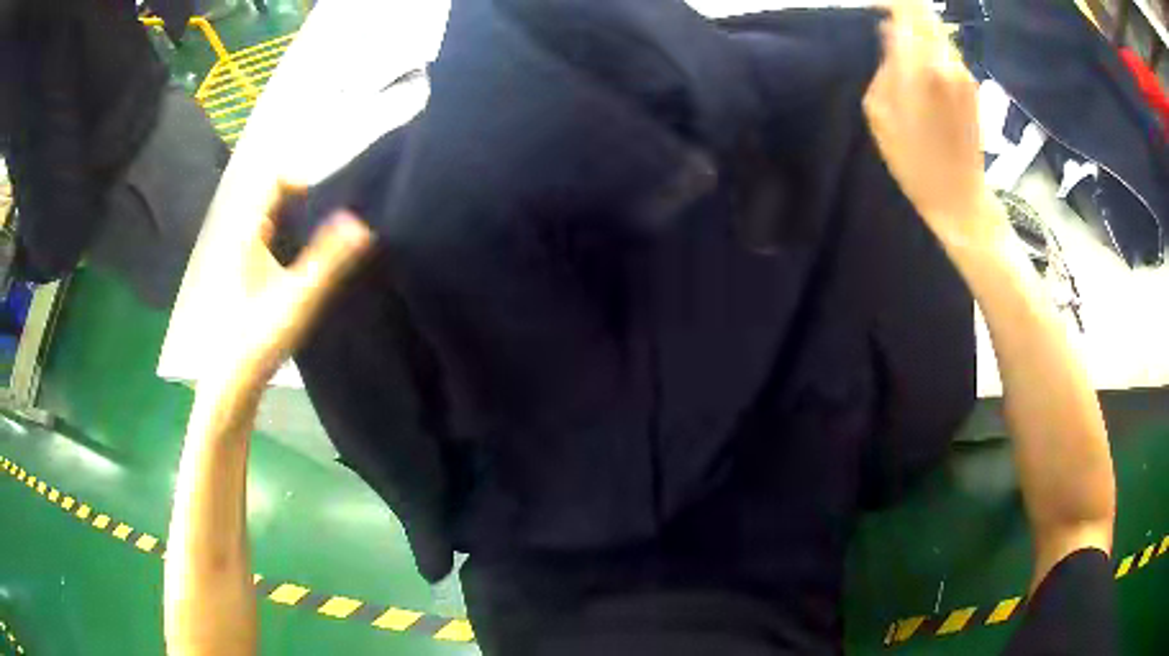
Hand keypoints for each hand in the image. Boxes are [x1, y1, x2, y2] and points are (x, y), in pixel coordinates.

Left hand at [209, 184, 373, 391]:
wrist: (234, 381)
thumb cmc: (260, 335)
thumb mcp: (300, 295)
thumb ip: (330, 259)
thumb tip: (362, 222)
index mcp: (251, 235)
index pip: (276, 183)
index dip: (305, 181)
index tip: (335, 195)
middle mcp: (247, 242)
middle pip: (279, 204)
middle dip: (312, 204)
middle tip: (344, 215)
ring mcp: (248, 263)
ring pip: (279, 228)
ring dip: (307, 227)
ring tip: (338, 240)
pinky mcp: (254, 284)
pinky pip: (279, 250)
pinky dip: (299, 248)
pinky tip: (318, 271)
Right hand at [863, 0, 1008, 250]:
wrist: (959, 196)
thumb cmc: (912, 161)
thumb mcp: (879, 112)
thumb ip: (884, 64)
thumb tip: (890, 34)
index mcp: (919, 65)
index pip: (905, 8)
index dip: (888, 2)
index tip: (874, 8)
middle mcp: (946, 60)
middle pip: (924, 13)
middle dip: (904, 10)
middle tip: (886, 21)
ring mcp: (963, 72)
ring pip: (937, 29)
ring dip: (919, 28)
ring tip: (902, 43)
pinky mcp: (973, 84)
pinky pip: (948, 49)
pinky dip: (932, 45)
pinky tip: (922, 63)